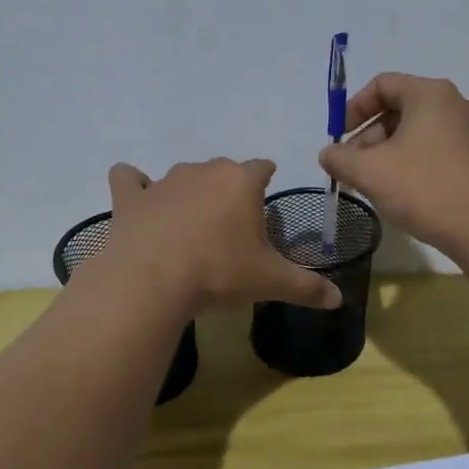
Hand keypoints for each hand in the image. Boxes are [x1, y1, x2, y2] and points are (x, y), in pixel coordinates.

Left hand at [102, 158, 342, 315]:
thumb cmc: (219, 273)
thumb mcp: (270, 282)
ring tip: (190, 226)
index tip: (265, 206)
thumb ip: (307, 287)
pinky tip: (139, 202)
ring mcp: (164, 181)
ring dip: (189, 193)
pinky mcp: (131, 196)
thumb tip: (339, 300)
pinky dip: (134, 186)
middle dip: (229, 192)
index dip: (266, 183)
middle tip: (231, 229)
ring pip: (182, 176)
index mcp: (242, 181)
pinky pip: (129, 178)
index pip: (262, 167)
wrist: (152, 282)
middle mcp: (204, 171)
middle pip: (223, 171)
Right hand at [318, 73, 468, 258]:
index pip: (382, 84)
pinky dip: (411, 163)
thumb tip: (328, 154)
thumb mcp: (371, 173)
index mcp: (430, 94)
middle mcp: (454, 104)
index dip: (353, 108)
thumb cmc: (427, 190)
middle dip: (368, 137)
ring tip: (374, 185)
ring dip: (387, 153)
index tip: (339, 139)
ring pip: (416, 132)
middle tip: (353, 169)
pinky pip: (435, 149)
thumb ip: (340, 158)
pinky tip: (403, 193)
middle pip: (399, 108)